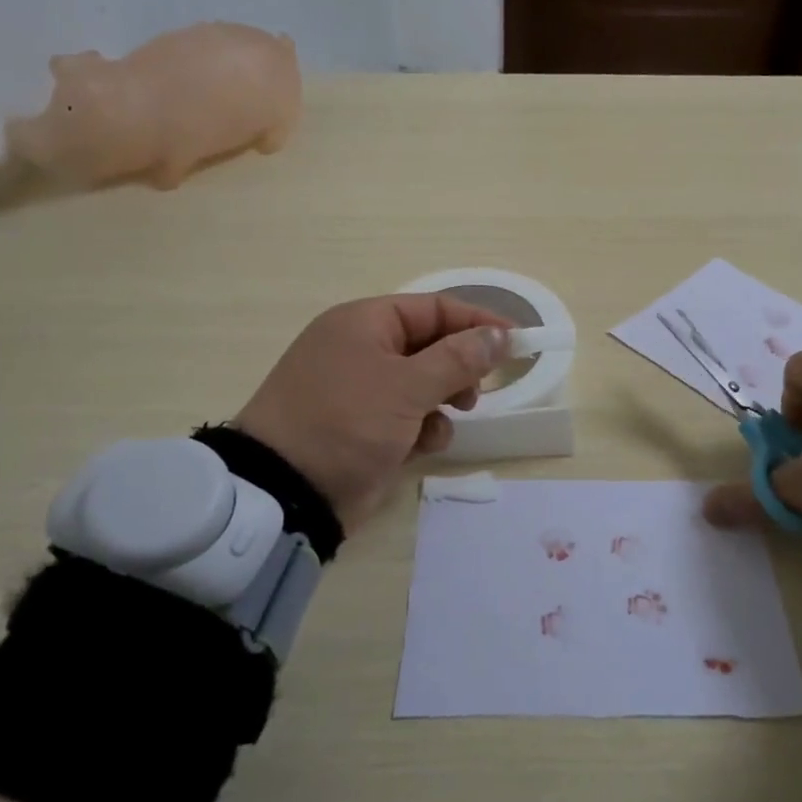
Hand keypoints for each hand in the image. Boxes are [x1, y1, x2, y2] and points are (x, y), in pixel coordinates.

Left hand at [235, 295, 512, 529]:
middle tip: (478, 389)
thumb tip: (499, 334)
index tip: (516, 341)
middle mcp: (362, 348)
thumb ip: (458, 358)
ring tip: (449, 418)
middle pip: (431, 345)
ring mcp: (360, 389)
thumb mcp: (406, 386)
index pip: (434, 308)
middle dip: (459, 367)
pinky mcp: (363, 426)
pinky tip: (422, 446)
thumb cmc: (346, 422)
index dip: (477, 322)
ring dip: (444, 400)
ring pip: (424, 383)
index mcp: (364, 323)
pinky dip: (422, 427)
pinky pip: (408, 415)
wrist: (285, 492)